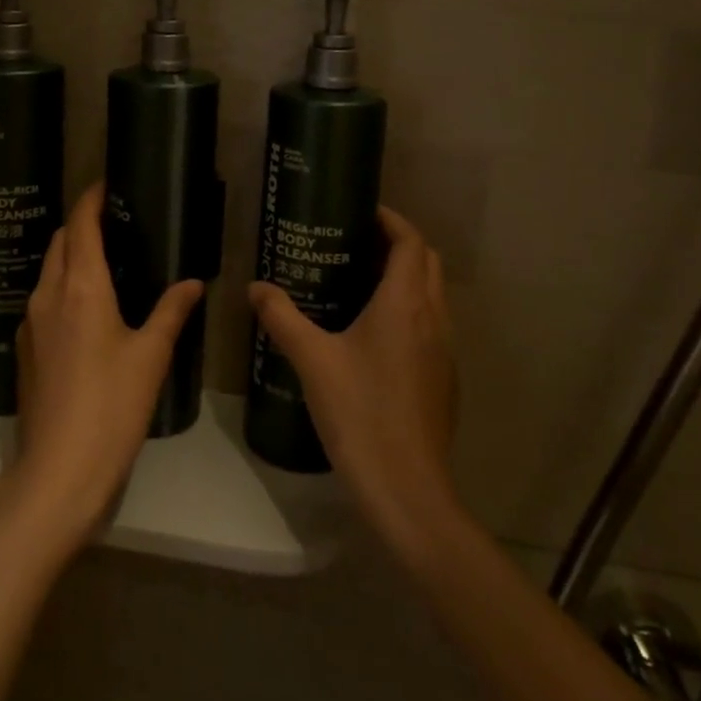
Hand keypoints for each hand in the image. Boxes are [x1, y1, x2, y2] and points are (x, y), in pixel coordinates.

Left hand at [0, 183, 202, 548]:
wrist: (59, 470)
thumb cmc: (112, 406)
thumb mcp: (151, 356)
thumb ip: (171, 312)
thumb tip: (192, 283)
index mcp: (81, 287)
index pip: (80, 225)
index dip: (91, 199)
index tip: (107, 184)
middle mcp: (48, 295)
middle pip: (59, 242)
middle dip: (80, 224)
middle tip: (114, 222)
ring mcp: (30, 323)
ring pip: (47, 270)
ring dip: (69, 254)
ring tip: (104, 260)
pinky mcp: (25, 349)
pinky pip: (42, 299)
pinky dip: (62, 285)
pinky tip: (86, 307)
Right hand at [250, 207, 458, 557]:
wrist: (406, 488)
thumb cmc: (359, 412)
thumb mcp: (312, 360)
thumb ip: (282, 317)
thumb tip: (255, 287)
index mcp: (405, 303)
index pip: (410, 241)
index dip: (390, 219)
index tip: (360, 212)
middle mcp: (433, 317)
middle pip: (426, 261)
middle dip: (396, 243)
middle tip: (354, 243)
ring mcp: (445, 349)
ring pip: (432, 293)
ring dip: (405, 277)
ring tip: (359, 281)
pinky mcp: (444, 378)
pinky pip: (431, 324)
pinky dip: (409, 309)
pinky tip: (373, 333)